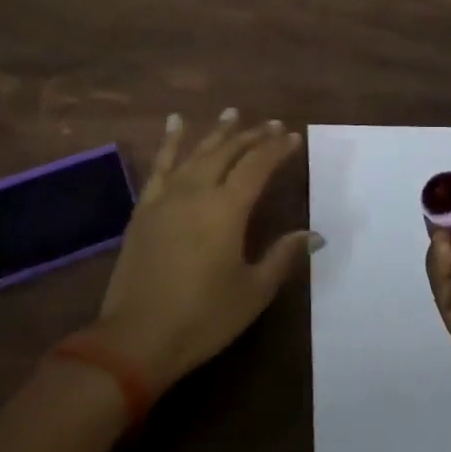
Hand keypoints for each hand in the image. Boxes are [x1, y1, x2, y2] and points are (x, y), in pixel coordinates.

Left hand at [94, 109, 319, 391]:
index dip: (276, 149)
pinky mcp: (144, 209)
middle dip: (251, 136)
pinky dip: (170, 141)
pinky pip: (160, 165)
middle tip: (270, 124)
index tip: (292, 137)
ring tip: (232, 112)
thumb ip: (283, 256)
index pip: (258, 166)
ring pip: (197, 152)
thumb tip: (314, 234)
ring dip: (217, 132)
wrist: (135, 339)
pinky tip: (175, 122)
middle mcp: (197, 192)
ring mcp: (166, 197)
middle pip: (228, 152)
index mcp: (228, 209)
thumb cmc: (203, 318)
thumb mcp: (253, 291)